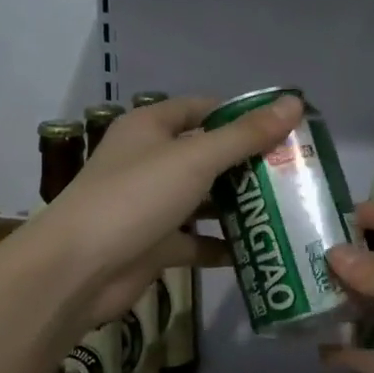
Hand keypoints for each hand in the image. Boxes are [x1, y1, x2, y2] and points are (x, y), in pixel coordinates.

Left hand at [31, 93, 301, 329]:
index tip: (284, 129)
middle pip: (207, 155)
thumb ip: (245, 135)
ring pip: (203, 199)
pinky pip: (196, 240)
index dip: (242, 115)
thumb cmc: (135, 198)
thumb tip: (294, 102)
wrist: (78, 270)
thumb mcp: (195, 159)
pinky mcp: (154, 244)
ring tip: (287, 209)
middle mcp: (150, 161)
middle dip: (248, 164)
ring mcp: (151, 205)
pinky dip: (222, 245)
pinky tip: (259, 250)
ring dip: (239, 205)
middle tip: (295, 173)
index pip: (204, 109)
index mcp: (151, 128)